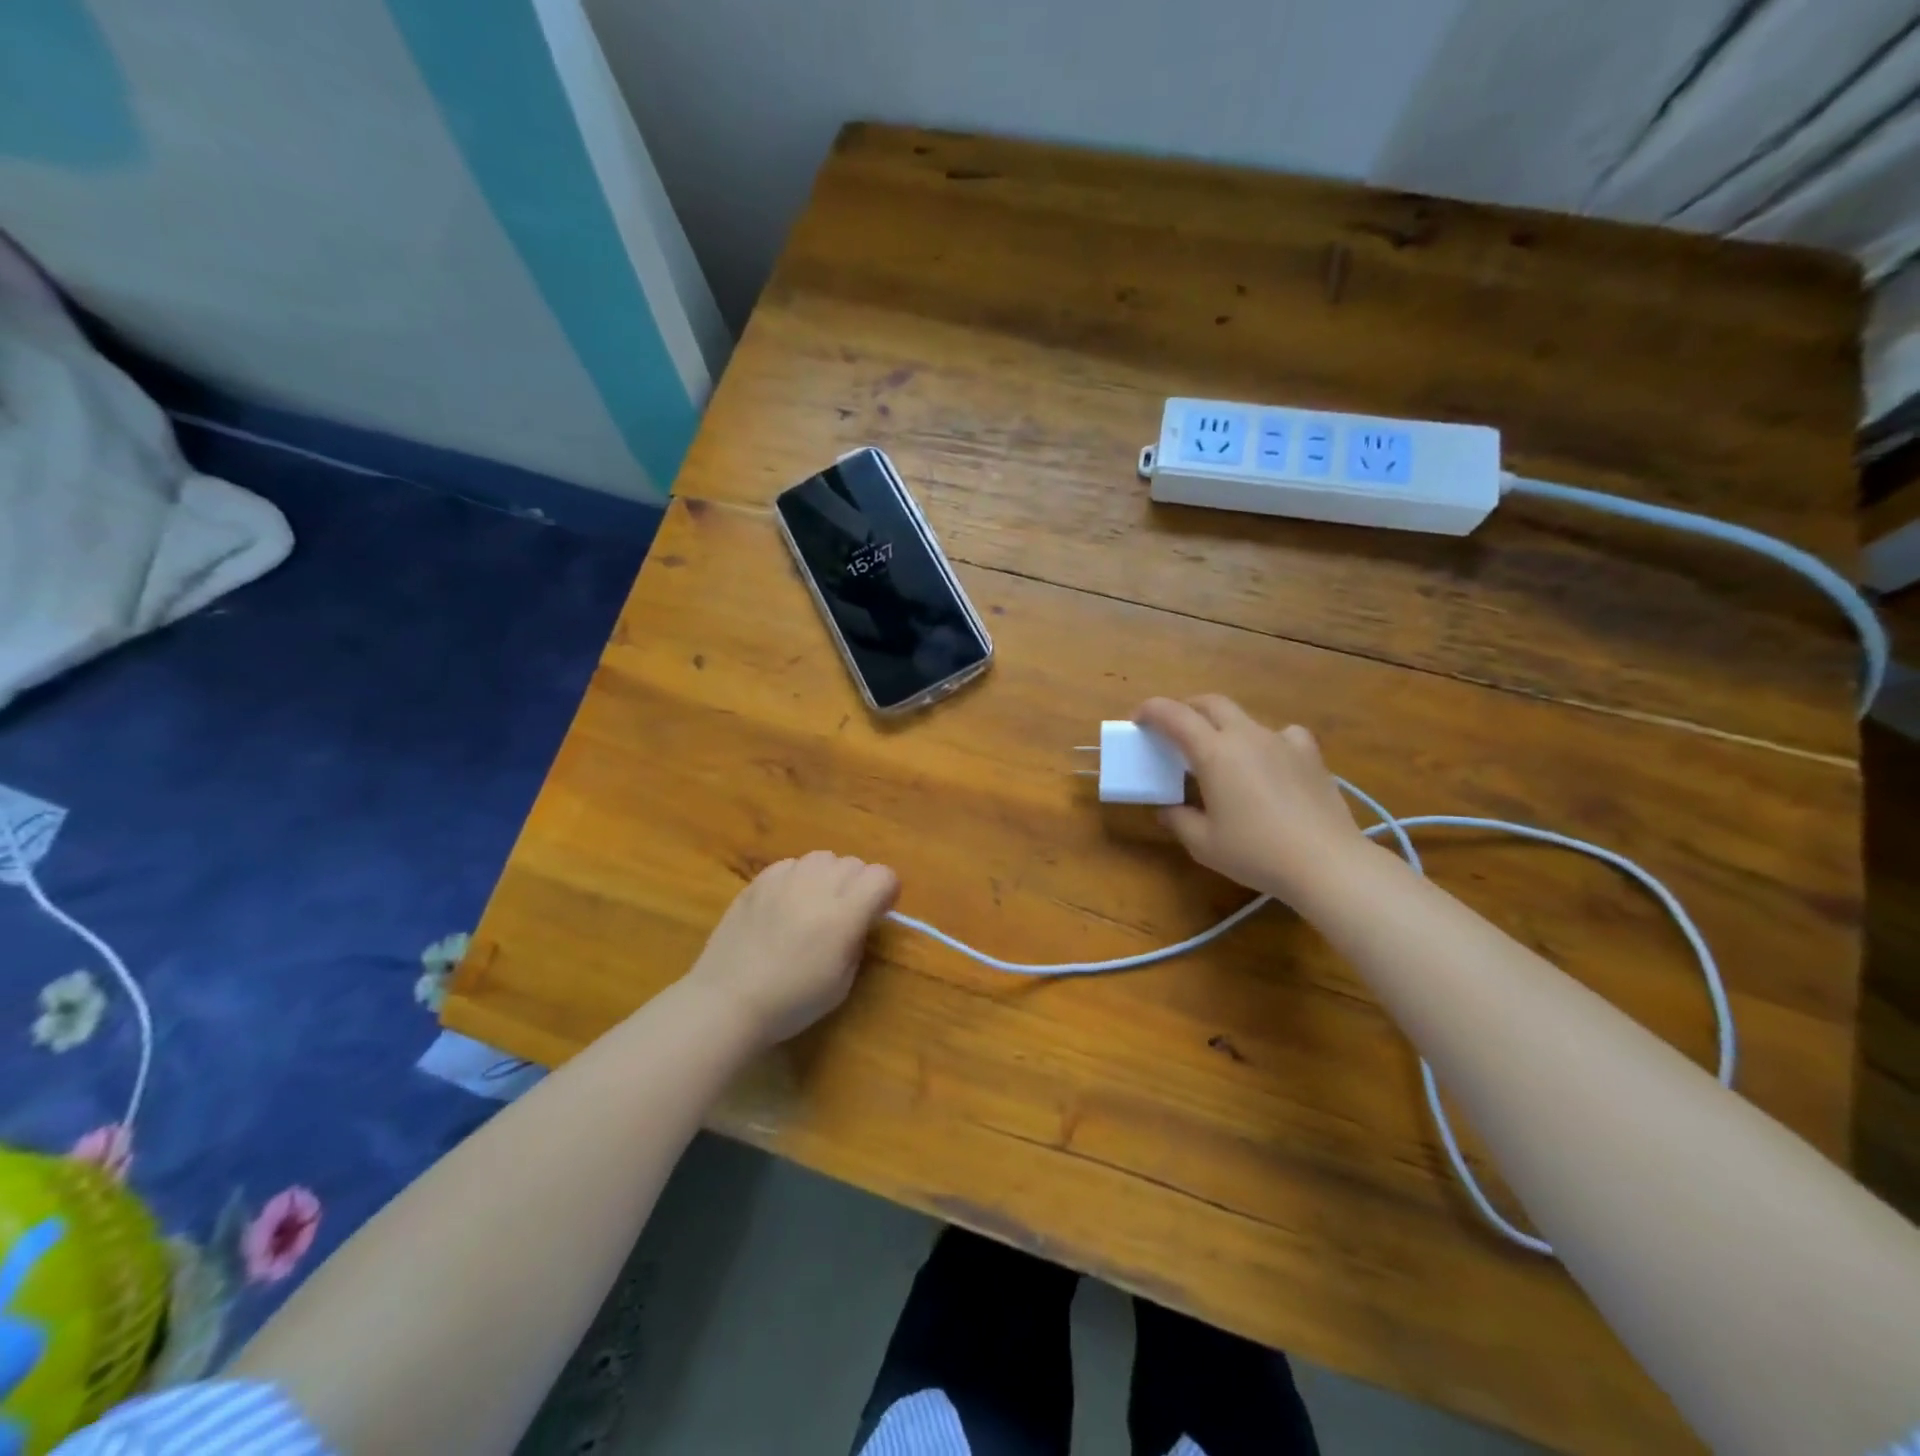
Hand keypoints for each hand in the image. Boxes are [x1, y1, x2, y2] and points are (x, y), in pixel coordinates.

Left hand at [684, 851, 899, 1049]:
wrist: (727, 1000)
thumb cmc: (791, 1002)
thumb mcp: (842, 982)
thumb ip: (857, 940)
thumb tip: (860, 919)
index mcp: (844, 914)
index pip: (882, 876)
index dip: (886, 892)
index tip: (878, 913)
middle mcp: (817, 886)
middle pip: (855, 863)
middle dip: (859, 884)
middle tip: (846, 914)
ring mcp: (785, 879)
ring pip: (824, 857)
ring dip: (829, 876)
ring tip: (816, 904)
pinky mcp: (759, 880)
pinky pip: (792, 864)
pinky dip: (799, 878)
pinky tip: (787, 904)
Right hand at [1135, 695, 1366, 903]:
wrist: (1326, 862)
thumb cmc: (1256, 853)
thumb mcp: (1203, 843)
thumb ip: (1178, 820)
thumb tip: (1167, 809)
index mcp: (1214, 753)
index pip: (1174, 715)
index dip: (1151, 711)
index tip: (1138, 719)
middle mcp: (1247, 736)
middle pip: (1211, 703)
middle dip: (1186, 708)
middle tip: (1173, 729)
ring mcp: (1282, 741)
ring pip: (1245, 717)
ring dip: (1224, 725)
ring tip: (1222, 752)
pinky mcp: (1310, 755)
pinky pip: (1282, 734)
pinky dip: (1267, 741)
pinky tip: (1270, 761)